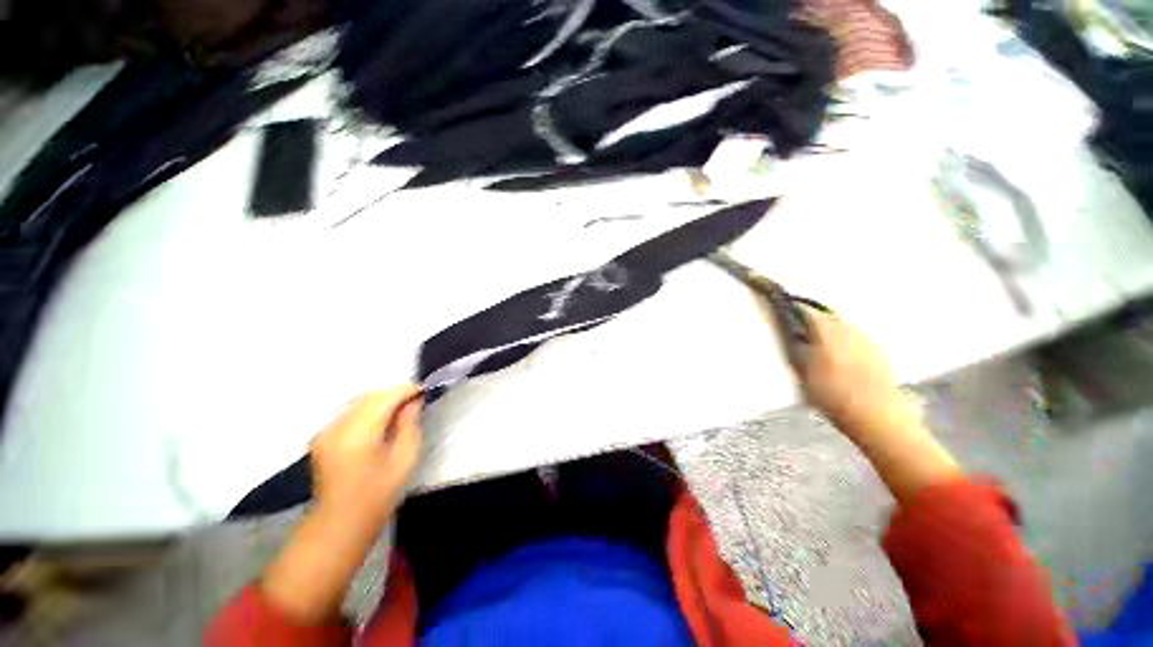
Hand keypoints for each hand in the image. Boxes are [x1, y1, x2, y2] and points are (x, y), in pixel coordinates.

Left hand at [261, 385, 422, 623]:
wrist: (339, 524)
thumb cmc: (378, 495)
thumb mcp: (404, 459)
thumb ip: (410, 424)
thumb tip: (413, 402)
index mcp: (359, 433)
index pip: (385, 397)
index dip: (407, 390)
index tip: (424, 391)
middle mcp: (337, 426)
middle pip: (370, 396)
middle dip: (394, 394)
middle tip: (415, 402)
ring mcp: (325, 431)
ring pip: (358, 401)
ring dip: (381, 400)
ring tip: (399, 411)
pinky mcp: (321, 436)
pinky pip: (349, 412)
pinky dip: (367, 409)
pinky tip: (379, 422)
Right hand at [796, 306, 917, 442]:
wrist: (878, 417)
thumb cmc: (833, 398)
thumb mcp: (804, 376)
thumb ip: (798, 352)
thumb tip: (792, 337)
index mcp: (827, 335)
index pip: (809, 314)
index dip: (796, 312)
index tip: (786, 314)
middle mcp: (850, 332)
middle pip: (830, 317)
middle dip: (817, 319)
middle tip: (804, 328)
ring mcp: (868, 341)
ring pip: (846, 327)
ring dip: (834, 330)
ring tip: (823, 343)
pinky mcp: (881, 353)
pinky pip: (859, 339)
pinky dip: (849, 341)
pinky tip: (845, 356)